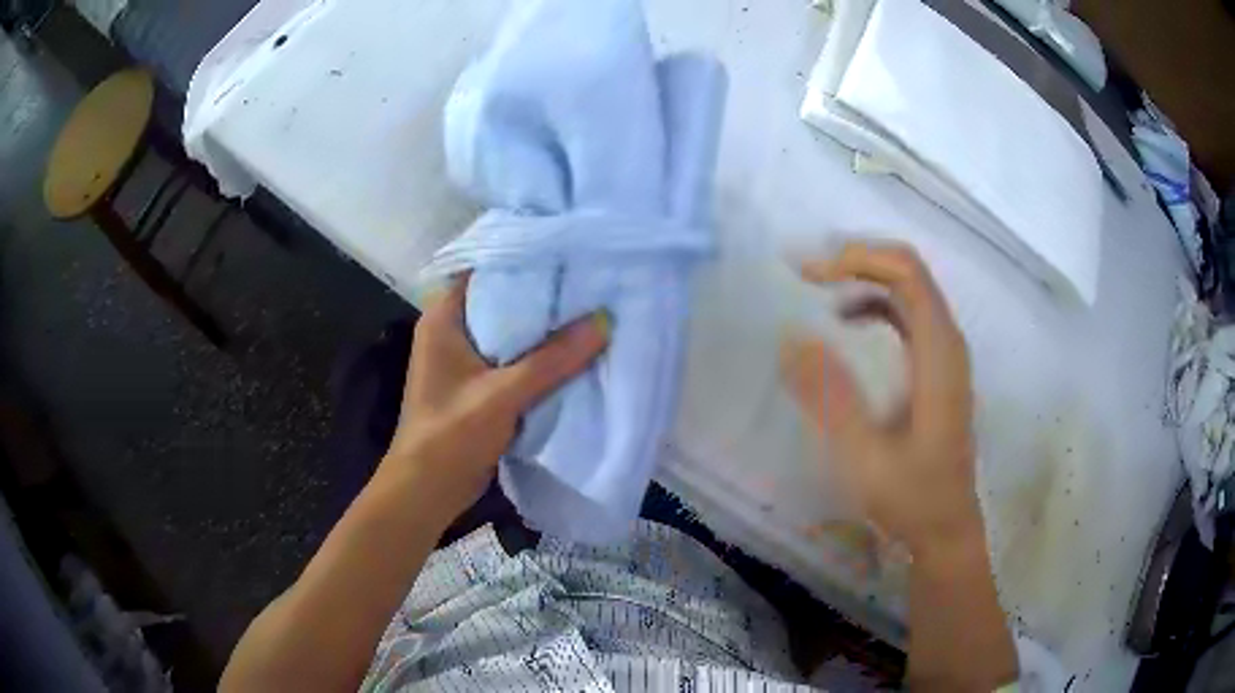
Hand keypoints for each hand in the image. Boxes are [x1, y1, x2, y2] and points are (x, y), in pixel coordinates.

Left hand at [382, 276, 608, 519]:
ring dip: (543, 330)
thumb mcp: (503, 394)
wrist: (428, 489)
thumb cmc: (452, 434)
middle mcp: (451, 331)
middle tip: (589, 281)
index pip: (485, 271)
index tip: (567, 253)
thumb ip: (553, 359)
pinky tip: (574, 352)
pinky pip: (513, 360)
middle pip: (501, 301)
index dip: (524, 260)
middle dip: (543, 296)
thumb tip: (604, 321)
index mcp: (444, 318)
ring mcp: (464, 360)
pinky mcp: (477, 385)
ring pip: (510, 333)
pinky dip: (539, 357)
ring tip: (589, 309)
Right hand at [780, 243, 981, 560]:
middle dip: (856, 260)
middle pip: (907, 271)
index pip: (906, 273)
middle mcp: (948, 342)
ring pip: (908, 289)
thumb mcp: (864, 455)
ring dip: (863, 278)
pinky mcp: (936, 368)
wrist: (945, 528)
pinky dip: (875, 304)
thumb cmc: (910, 497)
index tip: (810, 274)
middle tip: (807, 274)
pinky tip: (847, 323)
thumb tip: (790, 336)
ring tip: (818, 290)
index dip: (858, 258)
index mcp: (939, 353)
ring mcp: (945, 354)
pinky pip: (907, 315)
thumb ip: (829, 396)